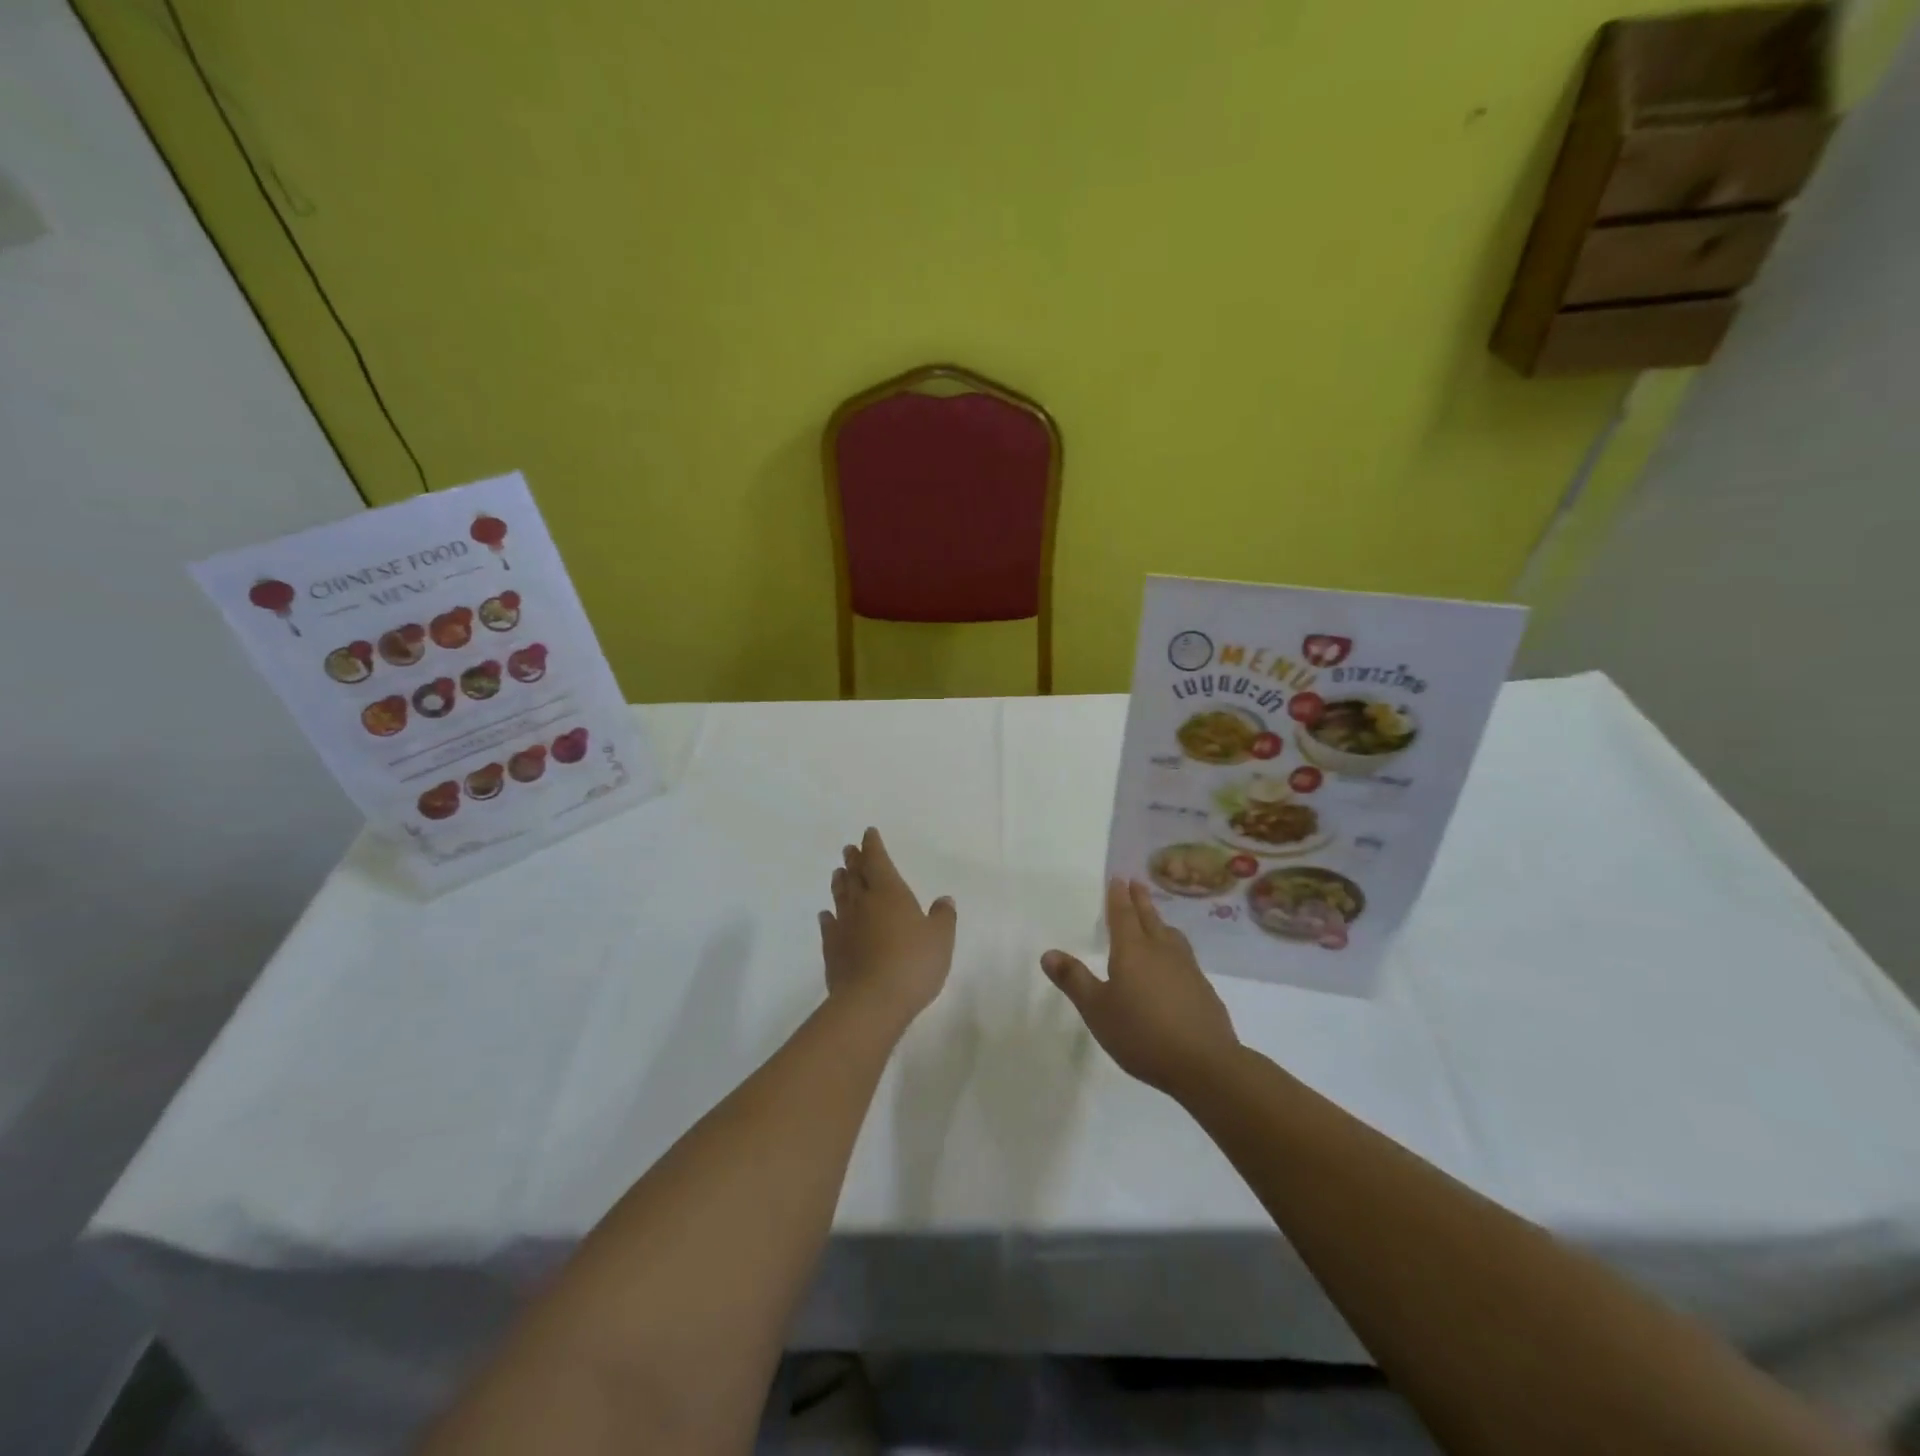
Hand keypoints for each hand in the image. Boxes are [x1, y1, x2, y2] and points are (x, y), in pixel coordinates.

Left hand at [820, 828, 955, 1030]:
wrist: (871, 1002)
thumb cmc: (912, 964)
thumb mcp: (940, 939)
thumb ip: (943, 916)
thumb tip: (944, 899)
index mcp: (889, 892)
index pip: (879, 861)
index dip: (874, 846)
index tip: (868, 833)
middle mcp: (863, 903)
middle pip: (856, 875)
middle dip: (854, 861)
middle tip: (849, 850)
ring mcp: (844, 927)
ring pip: (840, 897)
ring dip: (840, 883)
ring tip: (838, 873)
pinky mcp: (832, 951)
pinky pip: (829, 927)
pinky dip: (827, 918)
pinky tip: (825, 916)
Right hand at [1041, 878, 1238, 1098]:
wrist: (1204, 1063)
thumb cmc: (1142, 1033)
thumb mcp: (1097, 1010)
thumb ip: (1074, 980)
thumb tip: (1048, 953)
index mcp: (1132, 951)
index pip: (1122, 915)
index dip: (1118, 896)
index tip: (1118, 878)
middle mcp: (1160, 951)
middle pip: (1149, 918)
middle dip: (1140, 900)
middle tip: (1136, 882)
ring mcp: (1187, 968)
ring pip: (1171, 935)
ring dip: (1160, 922)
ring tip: (1157, 919)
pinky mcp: (1203, 989)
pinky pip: (1184, 956)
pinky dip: (1175, 947)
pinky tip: (1175, 963)